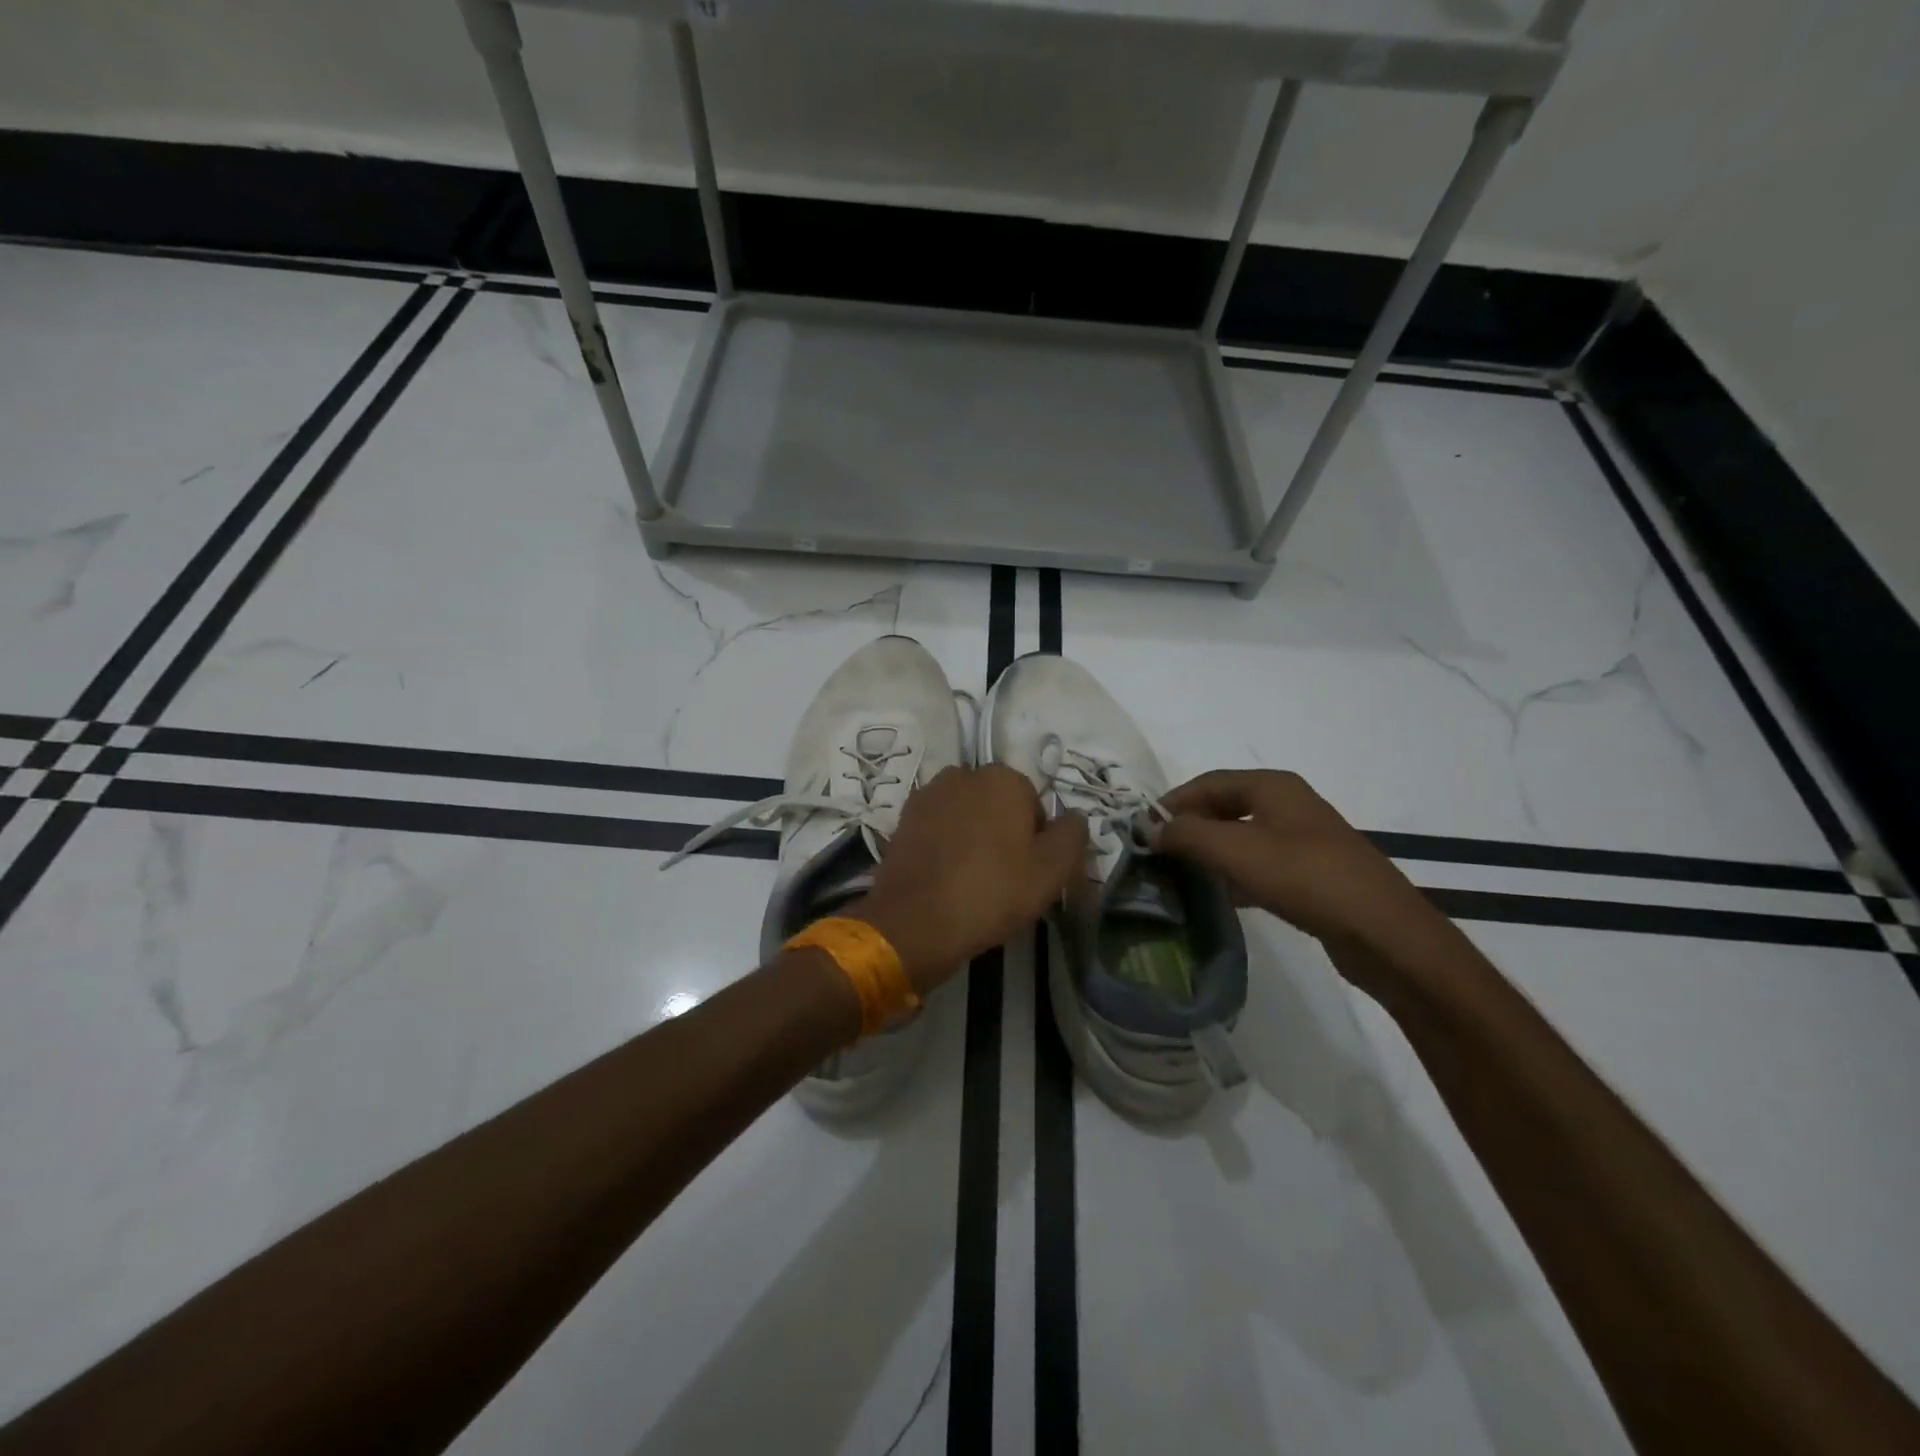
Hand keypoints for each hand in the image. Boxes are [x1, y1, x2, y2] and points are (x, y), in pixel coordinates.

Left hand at [852, 765, 1087, 994]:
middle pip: (998, 806)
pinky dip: (945, 846)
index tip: (1030, 872)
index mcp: (1003, 778)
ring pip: (966, 816)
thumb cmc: (992, 891)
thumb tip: (1074, 818)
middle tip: (1004, 878)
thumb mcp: (1052, 870)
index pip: (1034, 805)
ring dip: (972, 838)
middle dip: (1003, 833)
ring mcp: (928, 795)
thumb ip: (1073, 835)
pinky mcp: (903, 820)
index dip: (1037, 841)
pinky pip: (938, 829)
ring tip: (973, 880)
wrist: (915, 920)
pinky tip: (946, 878)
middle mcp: (963, 774)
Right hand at [1155, 770, 1457, 983]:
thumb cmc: (1304, 877)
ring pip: (1242, 837)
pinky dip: (1234, 874)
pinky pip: (1260, 864)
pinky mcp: (1311, 873)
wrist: (1382, 931)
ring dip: (1210, 852)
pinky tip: (1218, 896)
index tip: (1142, 829)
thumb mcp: (1236, 851)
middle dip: (1190, 827)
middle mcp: (1288, 805)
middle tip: (1158, 852)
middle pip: (1224, 807)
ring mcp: (1303, 840)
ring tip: (1180, 874)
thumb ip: (1188, 835)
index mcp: (1272, 787)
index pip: (1207, 783)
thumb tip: (1151, 828)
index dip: (1172, 802)